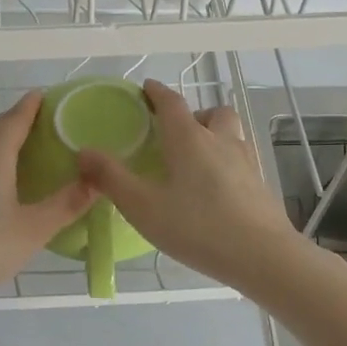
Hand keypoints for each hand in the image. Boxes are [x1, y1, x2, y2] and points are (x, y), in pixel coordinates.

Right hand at [76, 79, 300, 292]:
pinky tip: (217, 189)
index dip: (156, 92)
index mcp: (189, 138)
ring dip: (214, 135)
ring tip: (196, 160)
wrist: (263, 256)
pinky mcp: (261, 184)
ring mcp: (246, 161)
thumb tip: (84, 152)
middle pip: (211, 112)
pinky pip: (241, 159)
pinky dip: (227, 162)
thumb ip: (112, 178)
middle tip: (175, 135)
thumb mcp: (143, 206)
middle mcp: (221, 140)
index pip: (171, 102)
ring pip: (231, 133)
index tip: (146, 89)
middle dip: (193, 115)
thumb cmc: (198, 227)